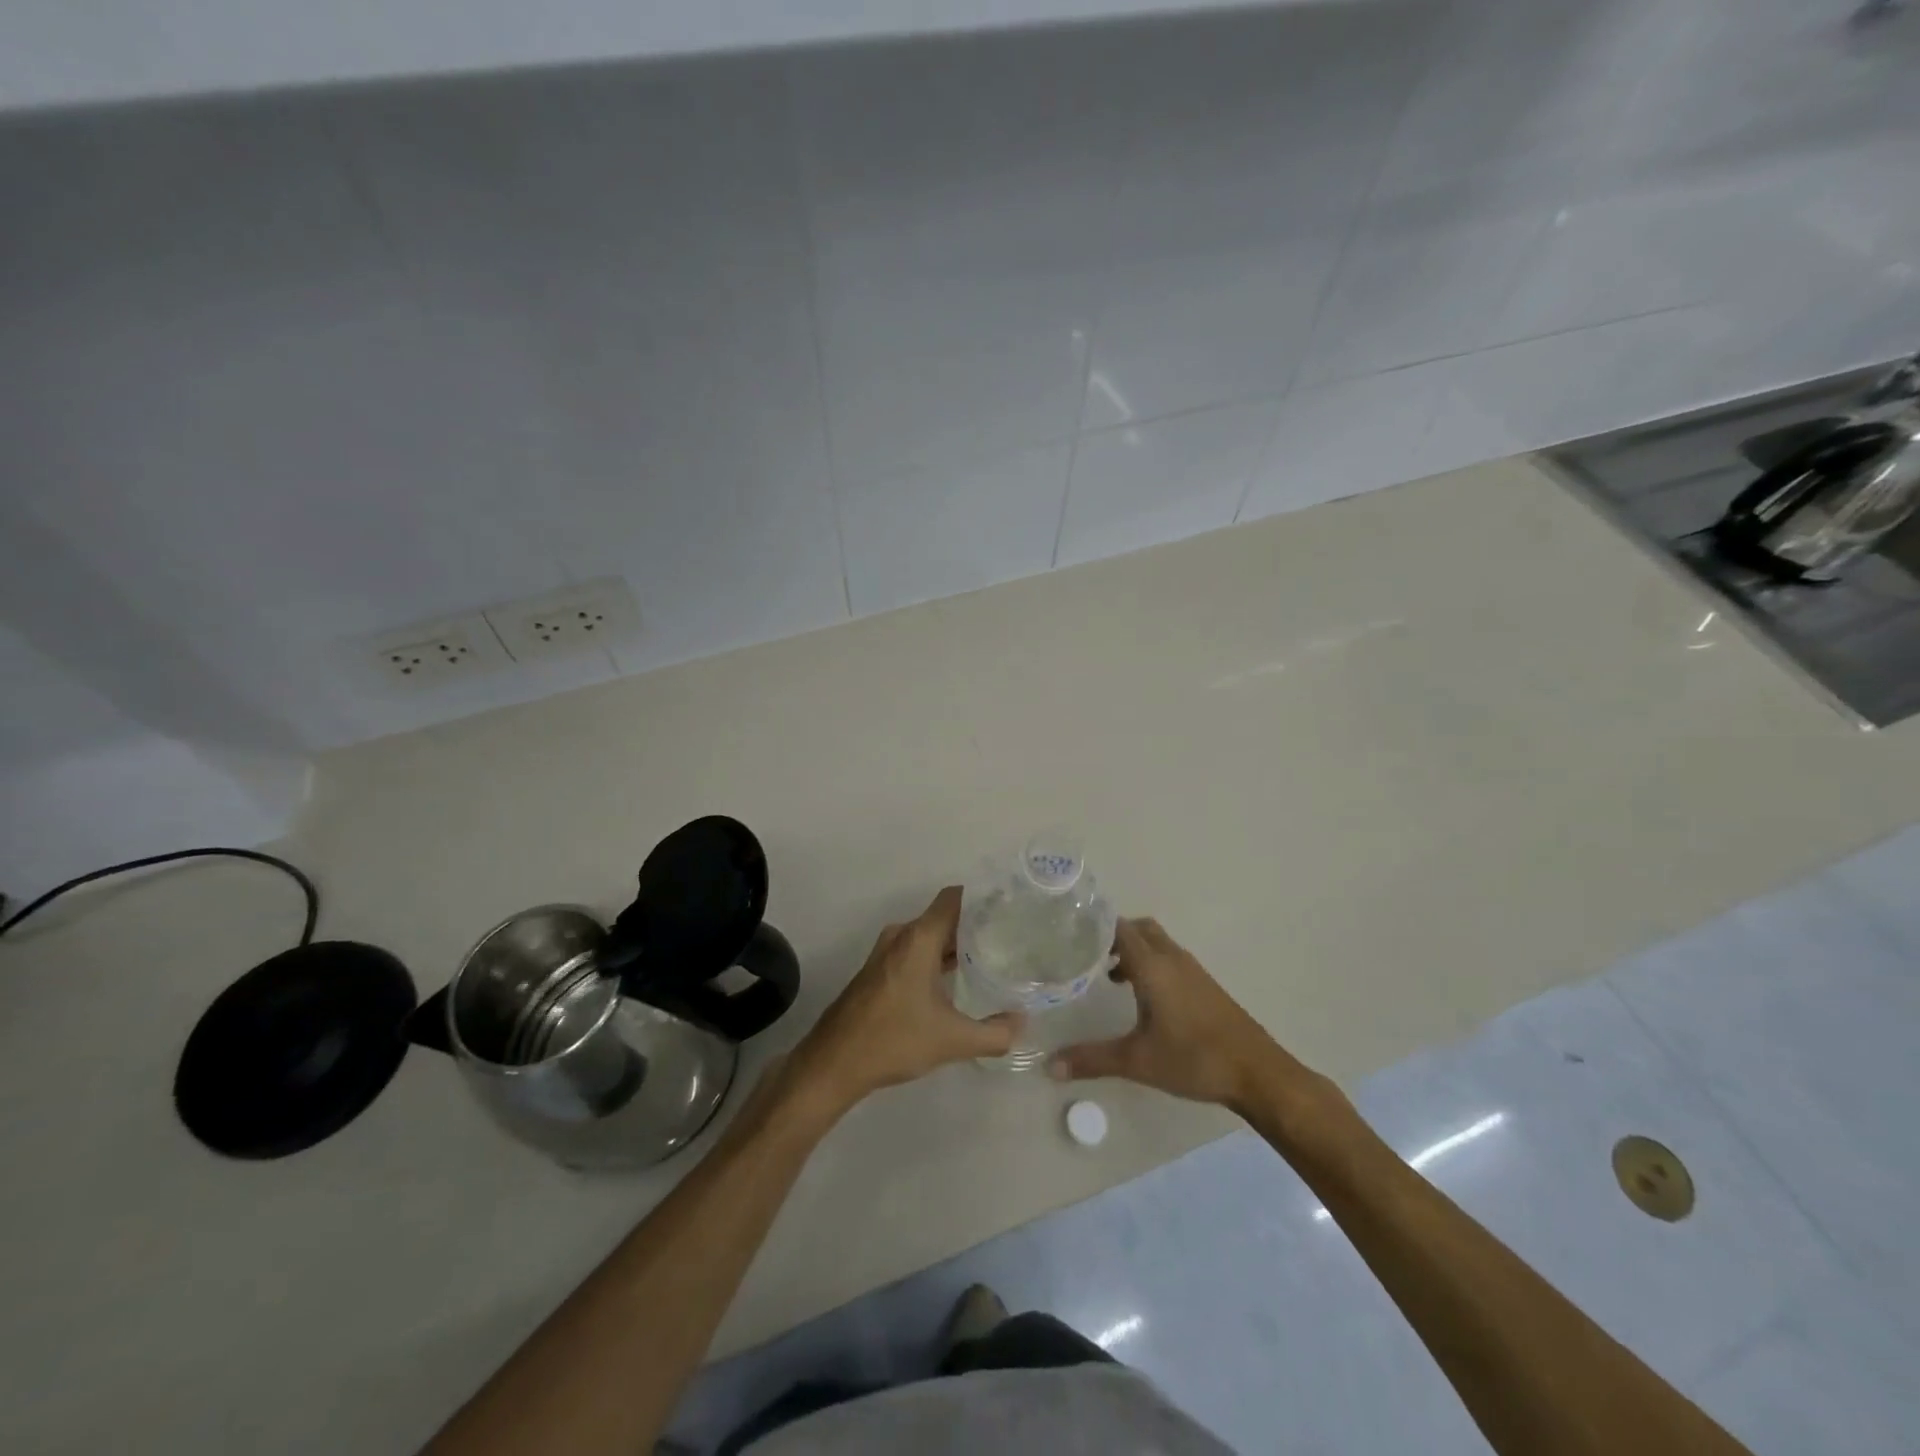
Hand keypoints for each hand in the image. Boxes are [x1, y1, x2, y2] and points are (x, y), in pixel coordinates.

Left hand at [782, 887, 1021, 1120]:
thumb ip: (995, 1033)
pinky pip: (915, 951)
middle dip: (976, 925)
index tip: (1011, 908)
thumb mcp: (953, 1040)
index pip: (955, 897)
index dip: (983, 897)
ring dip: (955, 945)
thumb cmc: (893, 1040)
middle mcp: (901, 936)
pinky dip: (936, 958)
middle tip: (1010, 938)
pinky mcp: (878, 971)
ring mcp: (886, 953)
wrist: (833, 1063)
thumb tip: (1023, 1022)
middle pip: (944, 916)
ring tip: (990, 959)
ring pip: (929, 936)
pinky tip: (956, 981)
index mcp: (918, 938)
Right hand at [1047, 916, 1284, 1112]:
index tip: (1068, 929)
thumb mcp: (1137, 1061)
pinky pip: (1169, 958)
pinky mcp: (1204, 985)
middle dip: (1113, 935)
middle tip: (1087, 953)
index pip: (1119, 927)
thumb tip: (1049, 1066)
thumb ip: (1092, 1060)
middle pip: (1139, 929)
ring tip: (1108, 975)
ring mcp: (1192, 970)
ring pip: (1156, 943)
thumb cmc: (1194, 1059)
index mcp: (1153, 966)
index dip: (1094, 924)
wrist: (1257, 1072)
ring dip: (1133, 950)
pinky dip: (1150, 963)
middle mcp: (1172, 958)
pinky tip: (1141, 996)